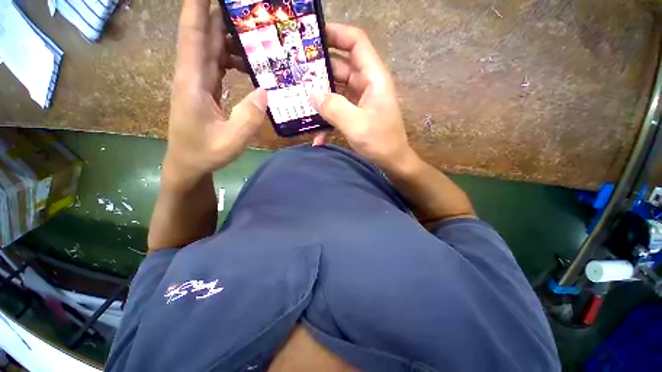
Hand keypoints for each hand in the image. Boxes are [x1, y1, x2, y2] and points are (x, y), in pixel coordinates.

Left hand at [165, 0, 266, 188]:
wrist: (188, 163)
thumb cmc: (205, 153)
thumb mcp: (231, 141)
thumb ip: (249, 118)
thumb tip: (265, 91)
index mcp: (193, 81)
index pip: (193, 34)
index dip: (196, 6)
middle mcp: (193, 74)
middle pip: (205, 34)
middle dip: (221, 13)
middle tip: (247, 8)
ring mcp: (199, 80)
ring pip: (212, 47)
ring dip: (231, 36)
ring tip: (255, 32)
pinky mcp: (206, 88)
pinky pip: (218, 63)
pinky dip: (233, 57)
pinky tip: (249, 61)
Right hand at [310, 24, 416, 170]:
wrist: (391, 161)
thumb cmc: (380, 142)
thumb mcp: (356, 125)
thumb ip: (334, 108)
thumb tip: (311, 94)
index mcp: (373, 78)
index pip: (356, 42)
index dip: (336, 33)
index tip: (311, 36)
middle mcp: (366, 84)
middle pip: (340, 66)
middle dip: (318, 69)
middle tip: (294, 73)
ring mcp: (359, 100)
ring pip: (335, 89)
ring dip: (319, 96)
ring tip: (298, 101)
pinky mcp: (354, 113)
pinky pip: (337, 108)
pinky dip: (327, 118)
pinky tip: (317, 135)